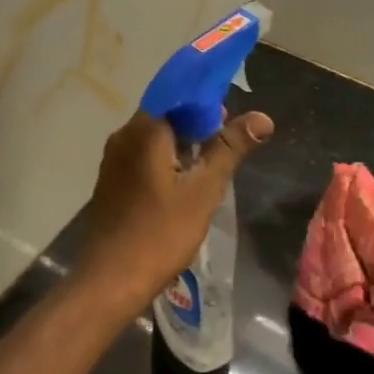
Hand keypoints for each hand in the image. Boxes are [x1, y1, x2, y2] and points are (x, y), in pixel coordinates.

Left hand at [72, 109, 274, 312]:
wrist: (110, 279)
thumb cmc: (160, 233)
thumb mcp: (204, 191)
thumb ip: (230, 149)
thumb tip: (262, 117)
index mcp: (144, 130)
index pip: (177, 94)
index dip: (206, 99)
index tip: (231, 116)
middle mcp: (123, 136)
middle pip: (165, 115)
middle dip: (197, 124)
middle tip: (227, 144)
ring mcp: (113, 160)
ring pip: (153, 138)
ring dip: (182, 144)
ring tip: (210, 165)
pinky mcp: (111, 181)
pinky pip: (142, 157)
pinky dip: (165, 160)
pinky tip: (182, 184)